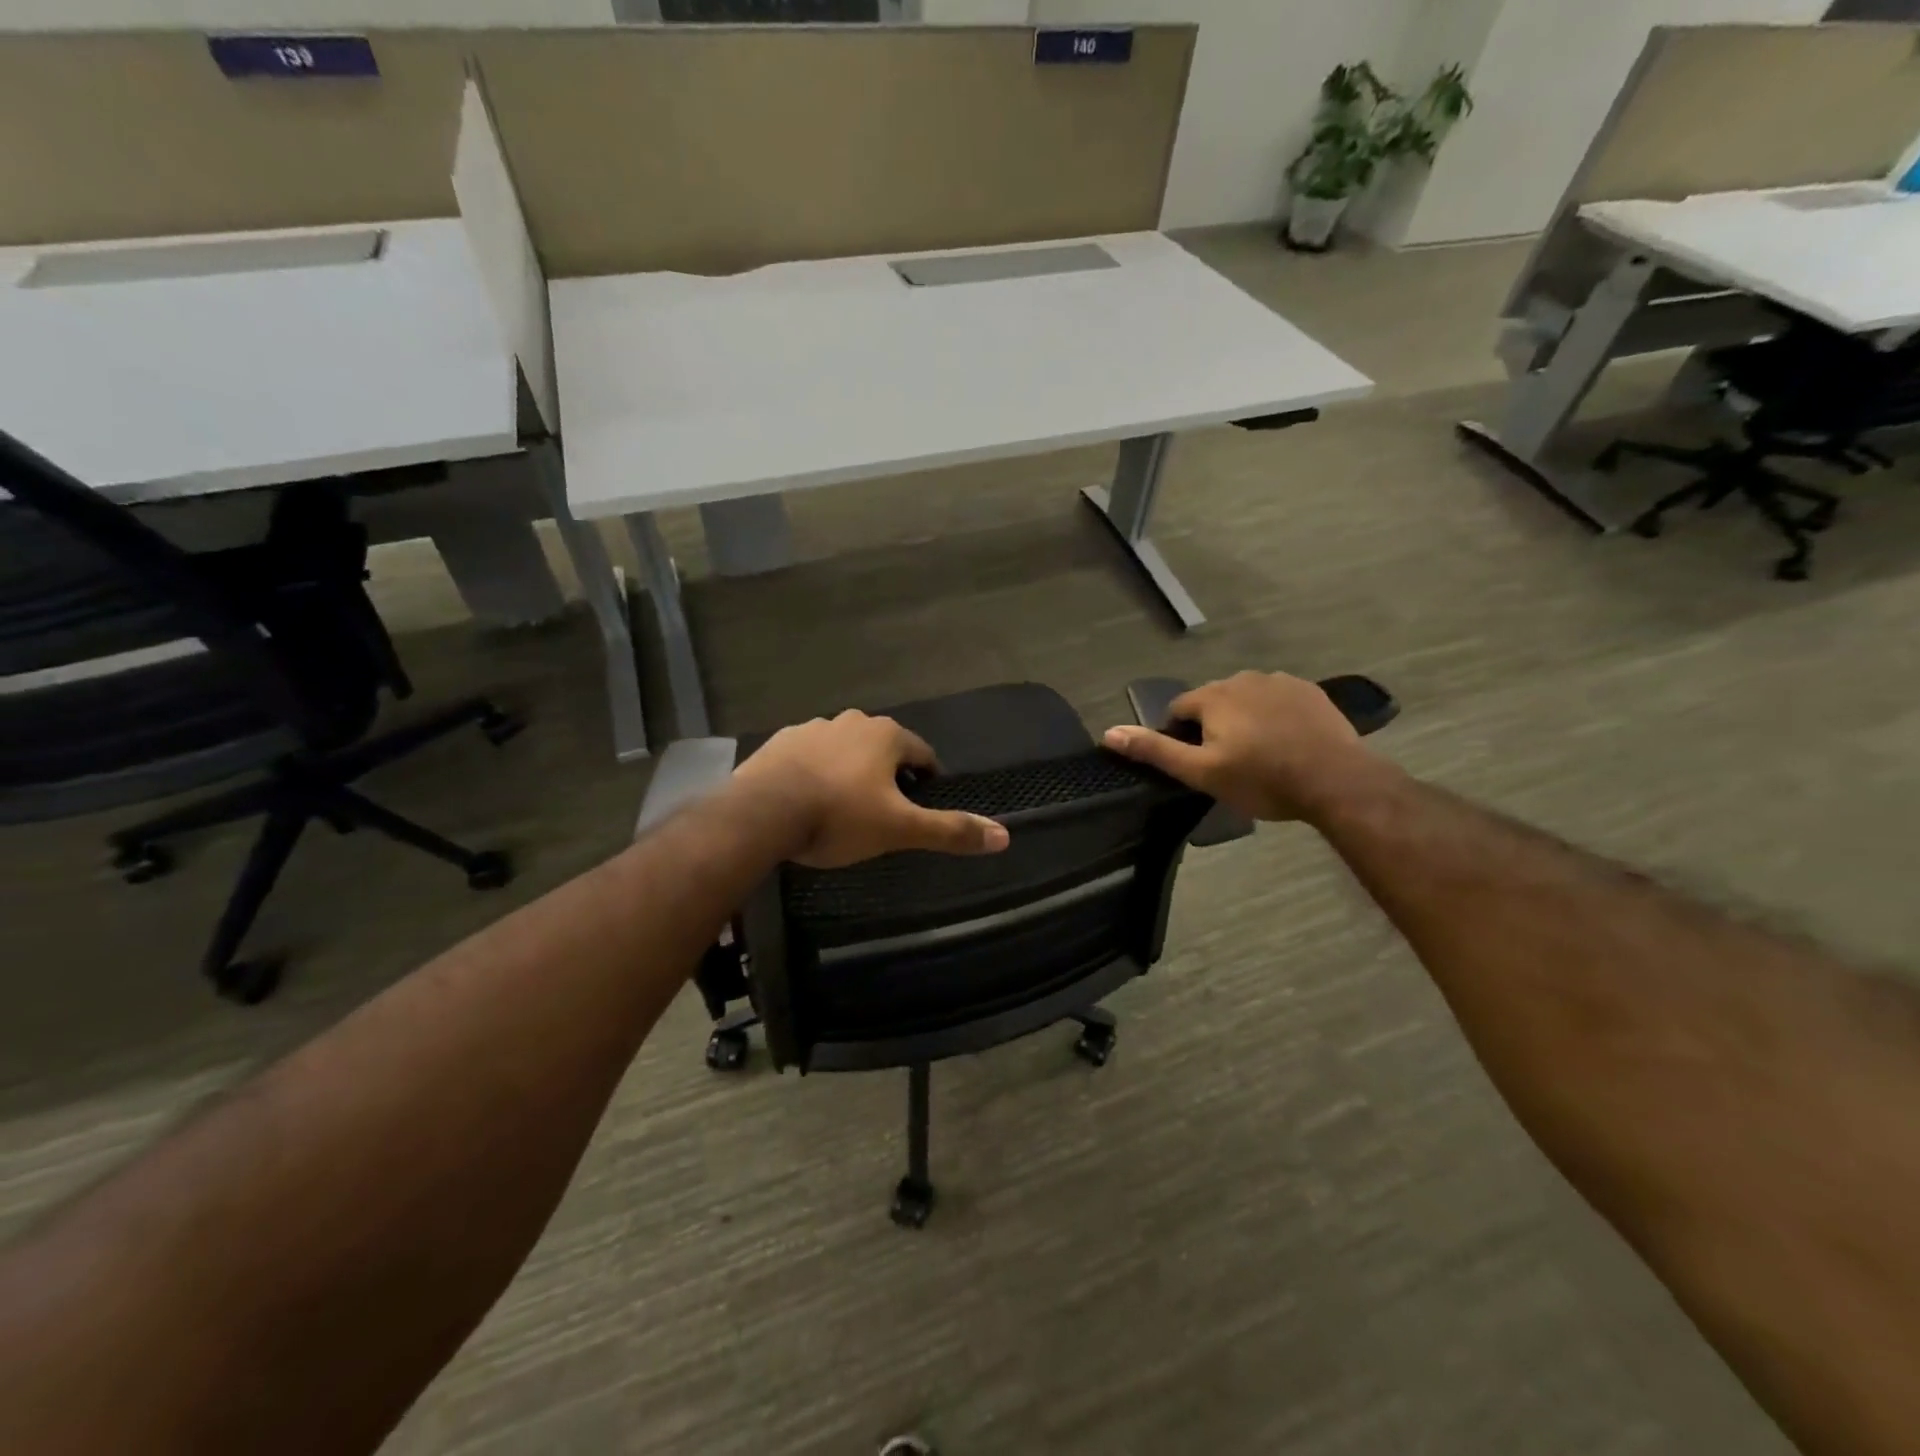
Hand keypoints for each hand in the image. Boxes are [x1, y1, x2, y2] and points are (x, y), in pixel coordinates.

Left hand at [730, 711, 1010, 868]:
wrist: (762, 813)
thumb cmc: (839, 816)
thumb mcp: (899, 829)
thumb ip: (950, 831)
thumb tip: (1004, 835)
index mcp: (886, 735)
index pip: (923, 753)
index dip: (928, 779)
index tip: (924, 802)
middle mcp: (852, 722)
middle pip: (883, 749)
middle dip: (888, 775)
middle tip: (885, 811)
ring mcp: (812, 729)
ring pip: (844, 750)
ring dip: (851, 771)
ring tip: (844, 808)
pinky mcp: (780, 742)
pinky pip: (809, 756)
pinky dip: (816, 773)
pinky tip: (808, 799)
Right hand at [1101, 671, 1376, 821]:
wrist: (1335, 780)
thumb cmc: (1262, 779)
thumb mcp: (1201, 772)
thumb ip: (1155, 750)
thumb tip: (1109, 733)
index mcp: (1213, 696)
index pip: (1178, 709)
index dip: (1179, 736)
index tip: (1195, 764)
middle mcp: (1242, 678)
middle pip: (1212, 702)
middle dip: (1212, 727)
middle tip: (1228, 764)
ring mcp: (1279, 681)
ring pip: (1245, 699)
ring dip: (1243, 719)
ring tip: (1258, 755)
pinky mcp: (1309, 691)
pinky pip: (1277, 700)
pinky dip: (1273, 716)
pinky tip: (1285, 742)